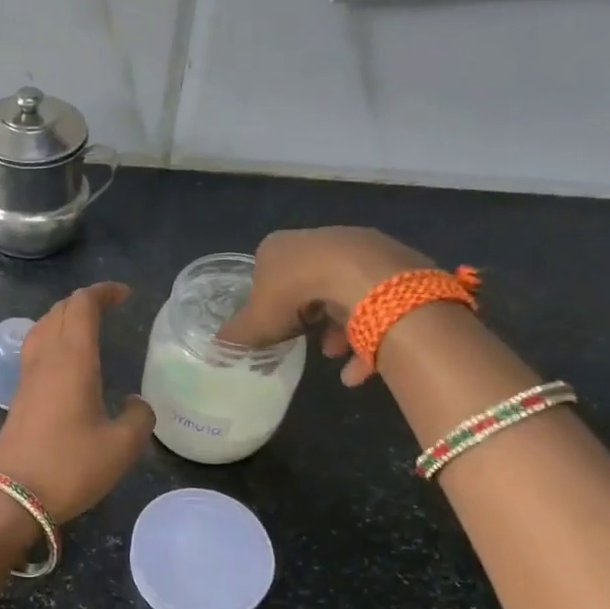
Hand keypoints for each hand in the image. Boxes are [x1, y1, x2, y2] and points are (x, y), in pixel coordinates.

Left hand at [0, 282, 155, 521]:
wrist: (12, 497)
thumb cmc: (70, 467)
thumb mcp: (121, 447)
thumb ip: (139, 418)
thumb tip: (136, 404)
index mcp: (72, 359)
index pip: (83, 306)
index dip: (103, 293)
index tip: (125, 294)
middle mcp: (46, 358)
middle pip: (60, 311)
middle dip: (85, 301)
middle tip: (110, 306)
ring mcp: (27, 377)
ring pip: (43, 327)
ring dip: (65, 317)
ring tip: (87, 326)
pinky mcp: (19, 396)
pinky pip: (36, 349)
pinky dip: (54, 338)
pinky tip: (66, 360)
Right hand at [217, 227, 436, 384]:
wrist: (363, 278)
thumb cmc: (296, 294)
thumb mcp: (255, 322)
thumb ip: (236, 334)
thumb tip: (216, 346)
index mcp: (280, 246)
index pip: (267, 271)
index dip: (268, 301)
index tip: (273, 325)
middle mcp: (320, 240)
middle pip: (308, 282)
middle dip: (308, 317)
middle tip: (305, 342)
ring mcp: (360, 249)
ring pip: (345, 293)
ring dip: (339, 328)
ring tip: (335, 355)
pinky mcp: (394, 264)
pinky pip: (376, 302)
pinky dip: (368, 336)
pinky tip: (360, 368)